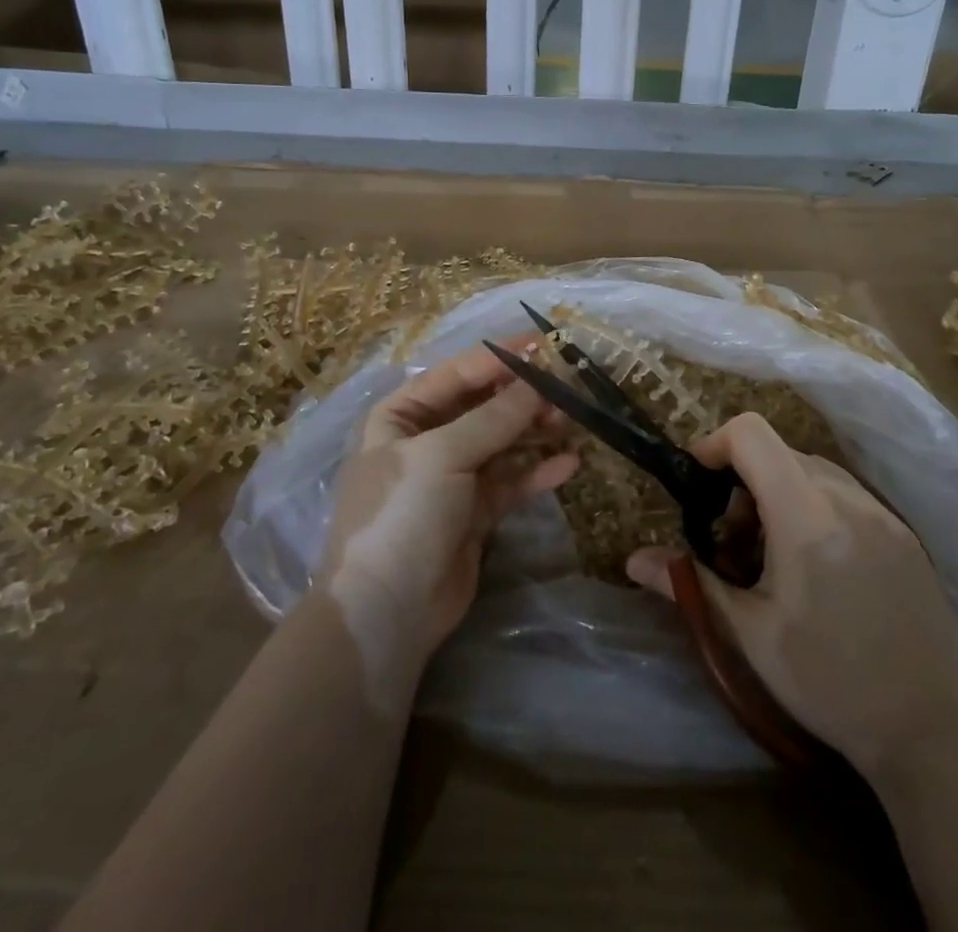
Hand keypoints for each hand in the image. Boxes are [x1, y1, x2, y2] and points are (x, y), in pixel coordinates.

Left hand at [316, 341, 576, 680]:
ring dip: (534, 430)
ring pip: (502, 441)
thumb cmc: (402, 514)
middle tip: (567, 389)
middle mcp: (426, 439)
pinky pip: (511, 480)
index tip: (544, 343)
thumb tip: (539, 380)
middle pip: (483, 405)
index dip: (500, 356)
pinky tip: (569, 465)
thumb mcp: (443, 455)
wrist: (386, 613)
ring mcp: (451, 476)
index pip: (457, 372)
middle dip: (523, 396)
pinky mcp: (474, 511)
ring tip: (572, 422)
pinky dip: (537, 471)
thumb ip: (495, 416)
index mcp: (402, 414)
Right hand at [627, 413, 957, 775]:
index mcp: (805, 517)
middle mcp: (847, 499)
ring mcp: (882, 513)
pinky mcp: (903, 533)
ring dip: (779, 492)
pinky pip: (846, 494)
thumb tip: (634, 560)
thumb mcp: (750, 635)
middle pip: (780, 452)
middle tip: (731, 540)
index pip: (752, 434)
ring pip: (813, 470)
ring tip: (772, 556)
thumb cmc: (829, 682)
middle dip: (744, 481)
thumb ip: (691, 584)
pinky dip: (814, 506)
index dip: (715, 444)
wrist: (931, 731)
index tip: (698, 483)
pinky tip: (817, 566)